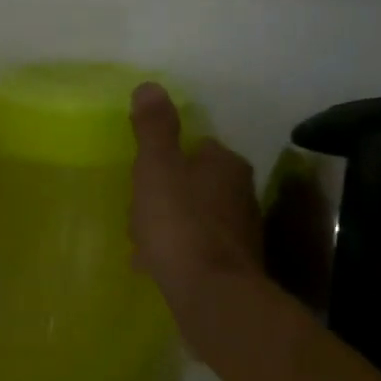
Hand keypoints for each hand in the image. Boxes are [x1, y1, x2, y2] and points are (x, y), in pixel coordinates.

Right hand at [129, 82, 263, 319]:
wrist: (211, 294)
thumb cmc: (179, 223)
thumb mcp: (157, 168)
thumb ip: (154, 129)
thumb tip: (150, 86)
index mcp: (225, 164)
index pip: (198, 147)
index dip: (168, 158)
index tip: (143, 174)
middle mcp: (242, 194)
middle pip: (198, 184)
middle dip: (169, 194)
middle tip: (139, 208)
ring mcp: (241, 232)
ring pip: (197, 218)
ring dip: (171, 224)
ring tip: (141, 241)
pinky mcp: (234, 266)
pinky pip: (198, 249)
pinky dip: (178, 251)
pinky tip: (155, 266)